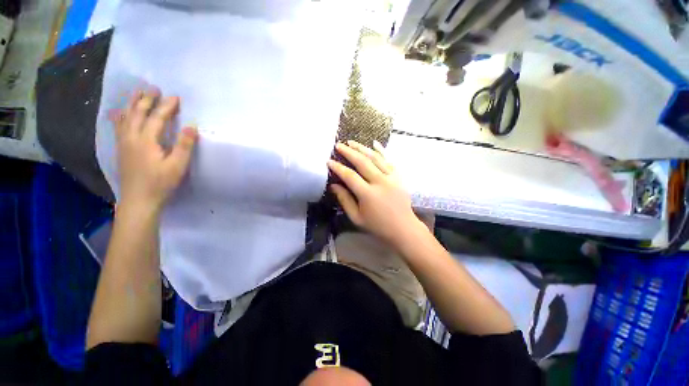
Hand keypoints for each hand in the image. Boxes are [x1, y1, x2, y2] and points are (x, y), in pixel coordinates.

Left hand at [111, 89, 197, 211]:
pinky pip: (118, 127)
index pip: (157, 118)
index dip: (166, 106)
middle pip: (137, 113)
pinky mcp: (121, 149)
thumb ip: (185, 145)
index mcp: (146, 140)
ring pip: (125, 117)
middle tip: (153, 88)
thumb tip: (192, 126)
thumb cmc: (161, 183)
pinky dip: (120, 116)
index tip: (175, 97)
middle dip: (146, 99)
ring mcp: (123, 143)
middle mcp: (131, 137)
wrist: (139, 200)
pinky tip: (120, 112)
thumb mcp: (178, 166)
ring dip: (131, 103)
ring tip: (136, 93)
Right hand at [328, 140, 427, 248]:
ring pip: (375, 158)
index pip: (350, 176)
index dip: (338, 167)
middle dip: (349, 152)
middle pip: (362, 162)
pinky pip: (389, 160)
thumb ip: (345, 200)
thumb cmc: (377, 225)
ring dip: (362, 148)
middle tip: (339, 145)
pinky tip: (374, 143)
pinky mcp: (399, 176)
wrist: (403, 227)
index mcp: (368, 194)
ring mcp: (391, 177)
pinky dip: (381, 151)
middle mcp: (380, 182)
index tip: (329, 161)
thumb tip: (334, 185)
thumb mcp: (356, 217)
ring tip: (351, 142)